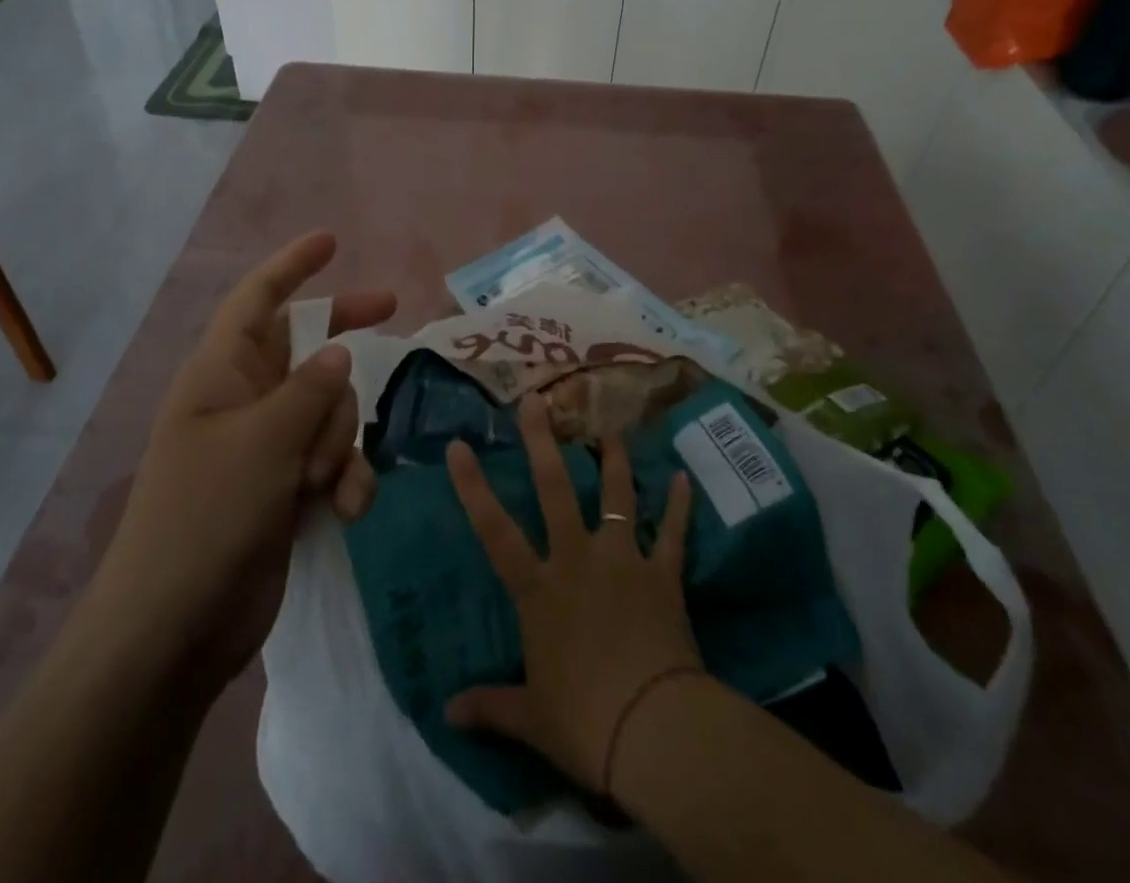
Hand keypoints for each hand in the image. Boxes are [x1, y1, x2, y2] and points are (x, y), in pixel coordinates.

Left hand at [97, 232, 395, 685]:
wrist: (175, 632)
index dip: (292, 265)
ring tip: (325, 482)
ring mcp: (267, 447)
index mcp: (222, 375)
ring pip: (330, 409)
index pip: (258, 300)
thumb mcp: (263, 443)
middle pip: (307, 348)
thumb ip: (310, 390)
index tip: (331, 240)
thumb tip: (338, 353)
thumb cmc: (205, 519)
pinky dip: (346, 480)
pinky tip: (346, 510)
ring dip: (342, 440)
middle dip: (345, 342)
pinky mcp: (286, 489)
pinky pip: (334, 460)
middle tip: (392, 310)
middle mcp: (245, 401)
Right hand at [444, 392, 702, 794]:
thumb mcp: (529, 718)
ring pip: (616, 496)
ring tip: (613, 427)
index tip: (458, 444)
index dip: (473, 487)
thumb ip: (489, 706)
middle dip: (542, 442)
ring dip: (614, 460)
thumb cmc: (583, 722)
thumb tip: (446, 714)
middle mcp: (577, 560)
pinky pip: (672, 532)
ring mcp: (622, 560)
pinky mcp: (662, 574)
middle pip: (556, 490)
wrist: (653, 729)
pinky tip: (684, 477)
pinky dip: (679, 506)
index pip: (495, 531)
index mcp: (539, 590)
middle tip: (536, 399)